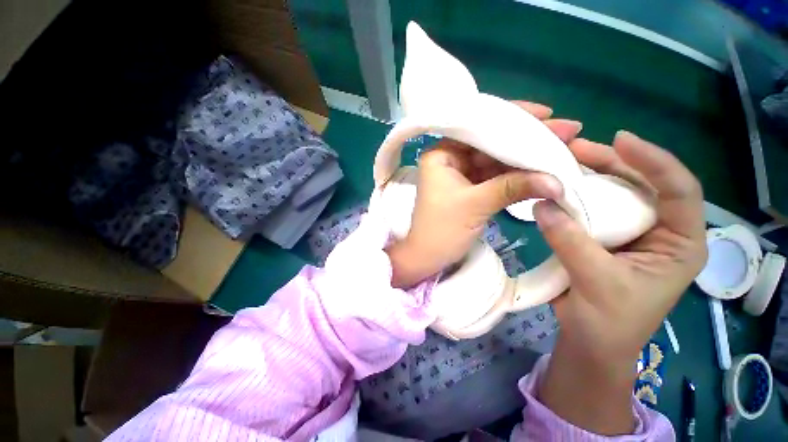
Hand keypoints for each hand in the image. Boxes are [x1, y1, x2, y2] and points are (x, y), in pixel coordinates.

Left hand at [387, 102, 582, 287]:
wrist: (428, 258)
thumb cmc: (441, 230)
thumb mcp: (475, 205)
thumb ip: (513, 187)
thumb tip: (557, 180)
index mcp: (441, 154)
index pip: (478, 127)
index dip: (513, 119)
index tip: (548, 113)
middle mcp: (449, 159)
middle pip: (491, 143)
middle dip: (526, 138)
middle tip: (567, 130)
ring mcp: (460, 174)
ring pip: (496, 160)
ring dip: (525, 157)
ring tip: (563, 146)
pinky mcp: (469, 189)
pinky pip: (495, 176)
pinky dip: (516, 175)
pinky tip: (542, 168)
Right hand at [535, 131, 707, 434]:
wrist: (590, 340)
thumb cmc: (609, 321)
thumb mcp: (596, 281)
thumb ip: (570, 241)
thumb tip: (542, 204)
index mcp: (679, 243)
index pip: (680, 191)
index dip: (655, 162)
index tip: (622, 140)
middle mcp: (659, 231)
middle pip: (643, 185)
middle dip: (613, 163)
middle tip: (577, 148)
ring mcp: (630, 233)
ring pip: (615, 194)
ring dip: (590, 176)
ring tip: (565, 160)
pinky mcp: (604, 236)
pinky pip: (592, 208)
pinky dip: (575, 196)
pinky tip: (559, 187)